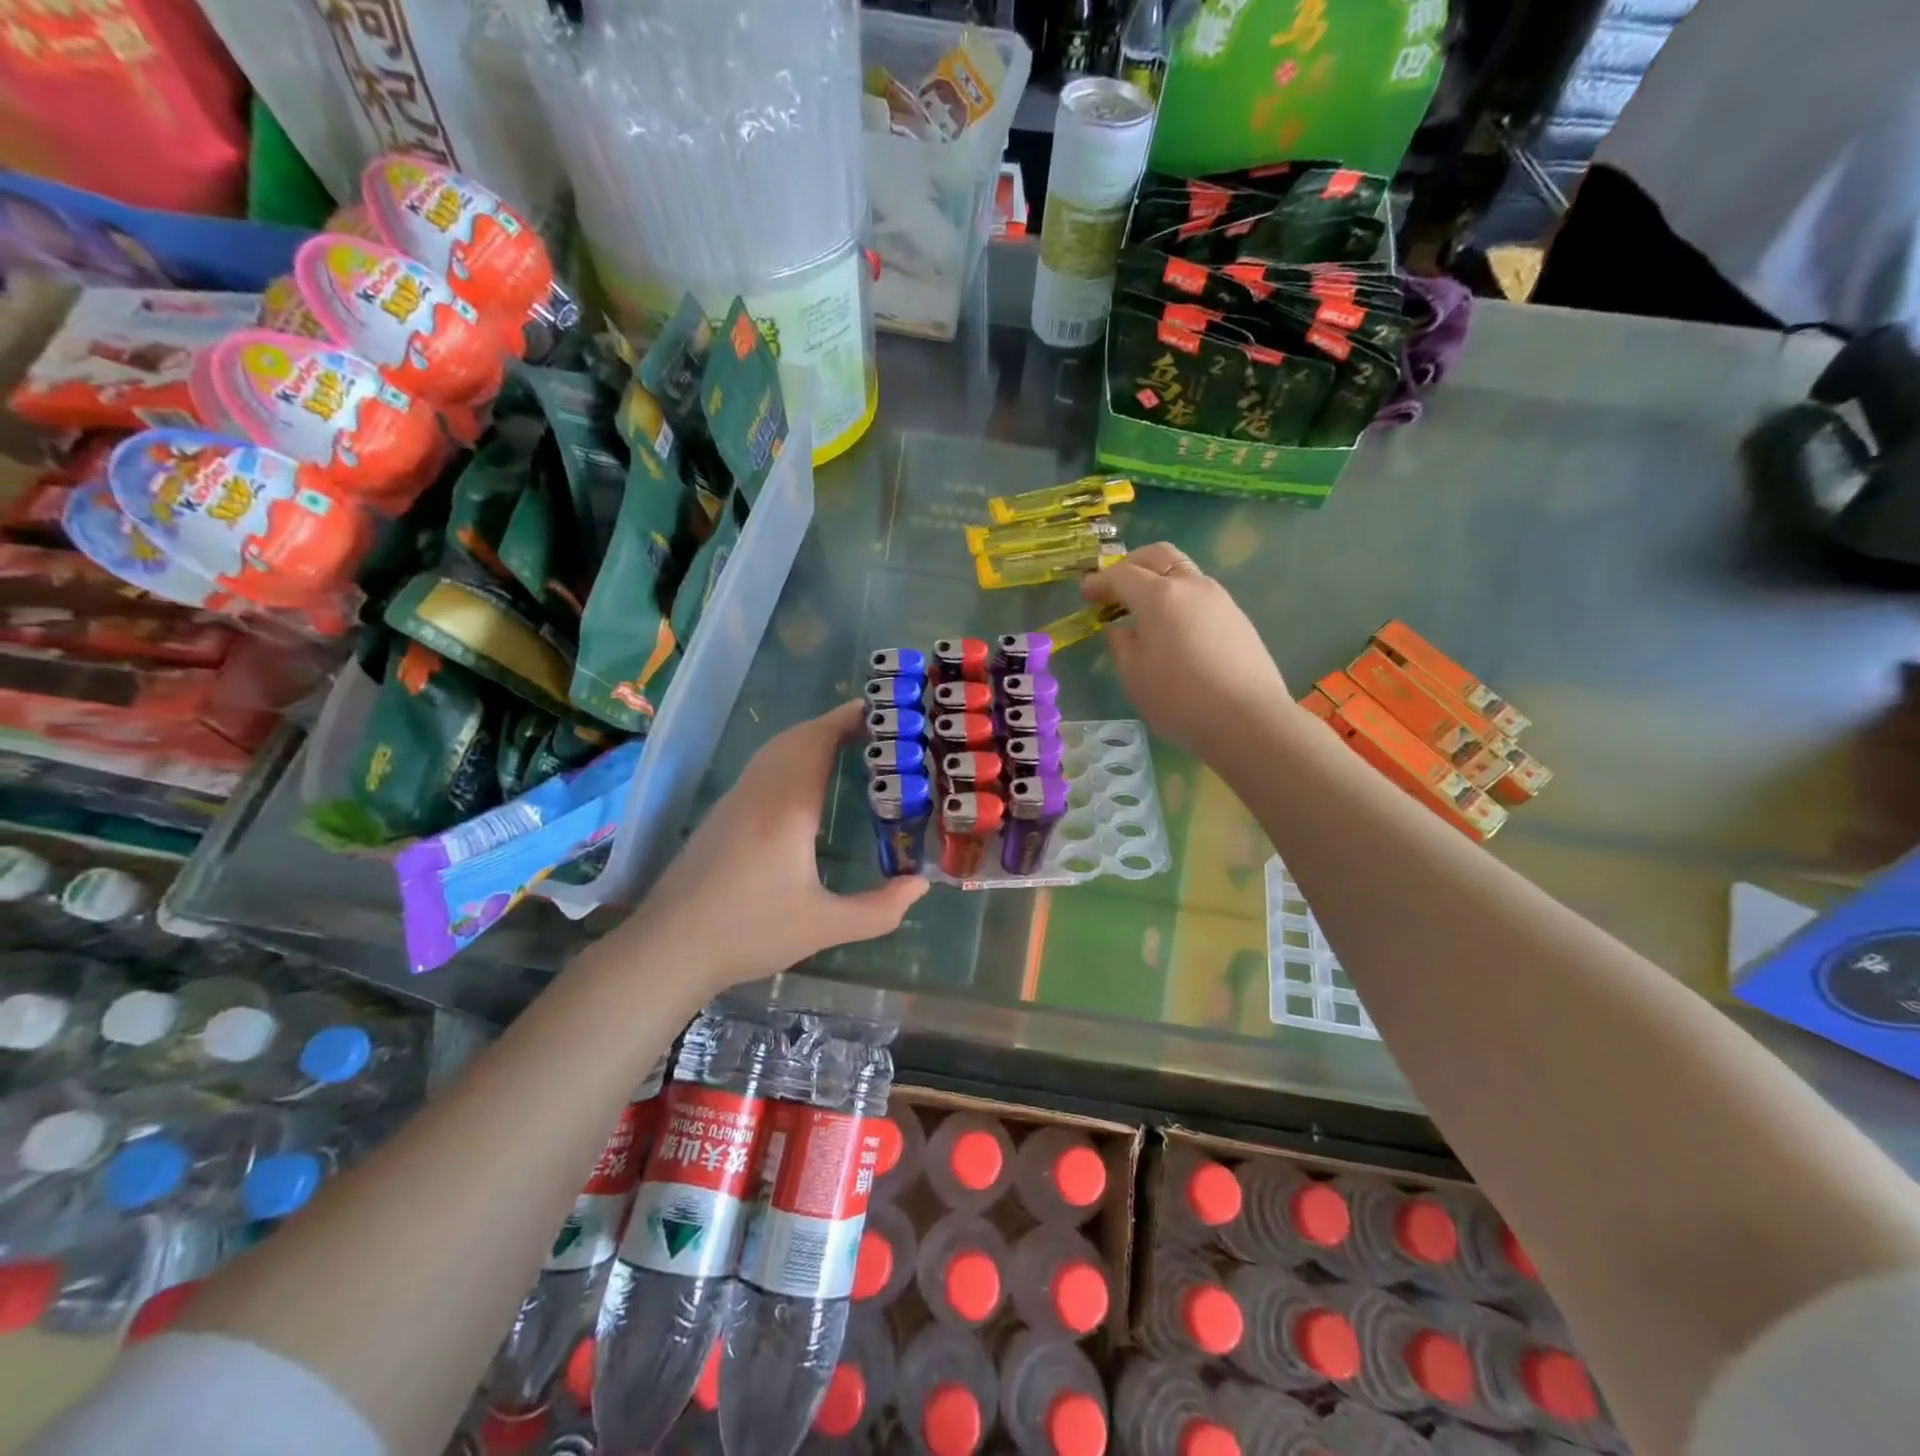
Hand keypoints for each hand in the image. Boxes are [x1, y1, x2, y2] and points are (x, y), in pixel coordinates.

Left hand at [600, 702, 927, 994]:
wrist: (668, 949)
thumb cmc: (748, 932)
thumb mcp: (823, 927)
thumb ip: (878, 909)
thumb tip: (920, 886)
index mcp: (786, 808)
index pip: (817, 742)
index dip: (847, 719)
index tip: (881, 711)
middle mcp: (758, 793)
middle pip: (795, 738)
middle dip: (834, 725)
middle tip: (875, 729)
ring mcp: (734, 802)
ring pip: (774, 751)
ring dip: (810, 739)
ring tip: (847, 746)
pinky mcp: (720, 817)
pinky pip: (762, 768)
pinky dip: (790, 757)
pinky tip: (804, 783)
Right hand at [1082, 541, 1293, 755]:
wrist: (1248, 720)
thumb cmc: (1179, 699)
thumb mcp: (1134, 676)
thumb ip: (1121, 645)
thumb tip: (1119, 629)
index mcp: (1159, 595)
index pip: (1122, 574)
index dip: (1099, 582)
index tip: (1085, 594)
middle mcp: (1191, 586)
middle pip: (1158, 555)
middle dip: (1131, 564)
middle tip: (1114, 587)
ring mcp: (1220, 599)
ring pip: (1183, 572)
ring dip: (1158, 580)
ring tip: (1142, 609)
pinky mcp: (1237, 618)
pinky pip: (1199, 595)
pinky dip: (1178, 599)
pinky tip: (1172, 628)